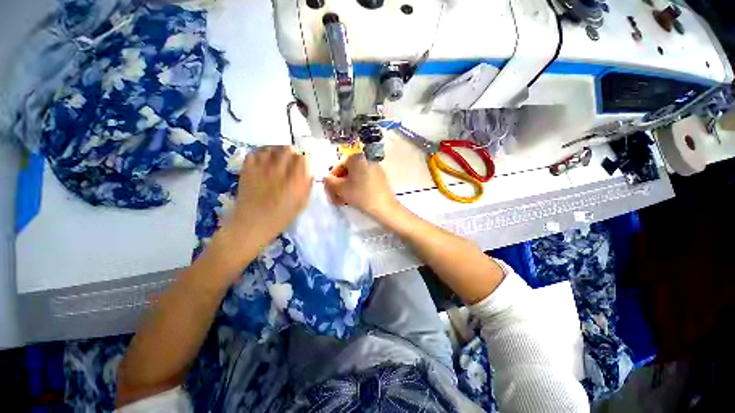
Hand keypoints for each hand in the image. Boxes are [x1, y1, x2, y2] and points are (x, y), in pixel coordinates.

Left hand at [210, 146, 312, 276]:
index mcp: (296, 180)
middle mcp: (280, 171)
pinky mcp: (248, 169)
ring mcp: (262, 169)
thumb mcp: (302, 204)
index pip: (303, 158)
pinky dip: (261, 153)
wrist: (253, 224)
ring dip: (277, 150)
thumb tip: (309, 173)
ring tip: (278, 157)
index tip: (303, 162)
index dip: (304, 157)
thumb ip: (307, 186)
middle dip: (292, 152)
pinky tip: (264, 159)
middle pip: (287, 149)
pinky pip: (255, 153)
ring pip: (271, 148)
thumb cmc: (281, 217)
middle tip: (291, 158)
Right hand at [324, 154, 400, 221]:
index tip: (330, 192)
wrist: (385, 207)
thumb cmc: (361, 195)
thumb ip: (329, 181)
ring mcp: (376, 169)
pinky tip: (356, 199)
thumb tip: (326, 177)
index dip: (332, 180)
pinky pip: (365, 181)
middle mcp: (367, 160)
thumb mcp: (341, 189)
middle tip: (336, 198)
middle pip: (348, 173)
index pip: (338, 167)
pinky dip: (358, 188)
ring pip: (356, 178)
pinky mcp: (381, 178)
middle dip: (340, 186)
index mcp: (356, 158)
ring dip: (348, 188)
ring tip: (344, 201)